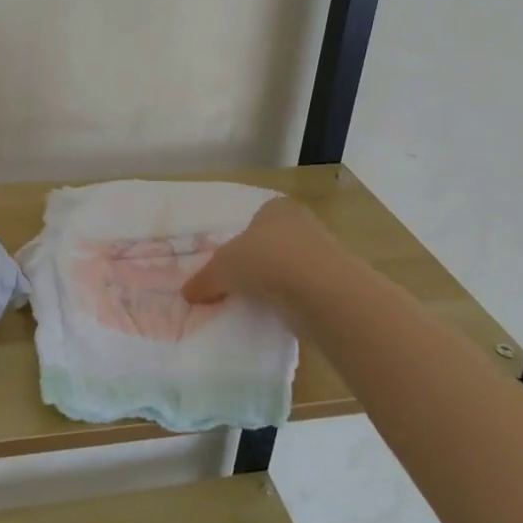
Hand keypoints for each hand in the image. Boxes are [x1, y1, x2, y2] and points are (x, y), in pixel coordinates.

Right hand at [181, 196, 344, 309]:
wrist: (321, 291)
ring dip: (275, 284)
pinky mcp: (335, 284)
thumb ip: (204, 279)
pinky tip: (277, 314)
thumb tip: (187, 293)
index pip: (255, 219)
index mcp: (276, 208)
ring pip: (289, 268)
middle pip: (272, 244)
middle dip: (258, 263)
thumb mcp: (222, 268)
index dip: (239, 240)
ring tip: (256, 303)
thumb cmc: (266, 261)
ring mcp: (323, 254)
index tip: (228, 264)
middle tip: (238, 285)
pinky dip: (291, 302)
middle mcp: (302, 224)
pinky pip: (304, 292)